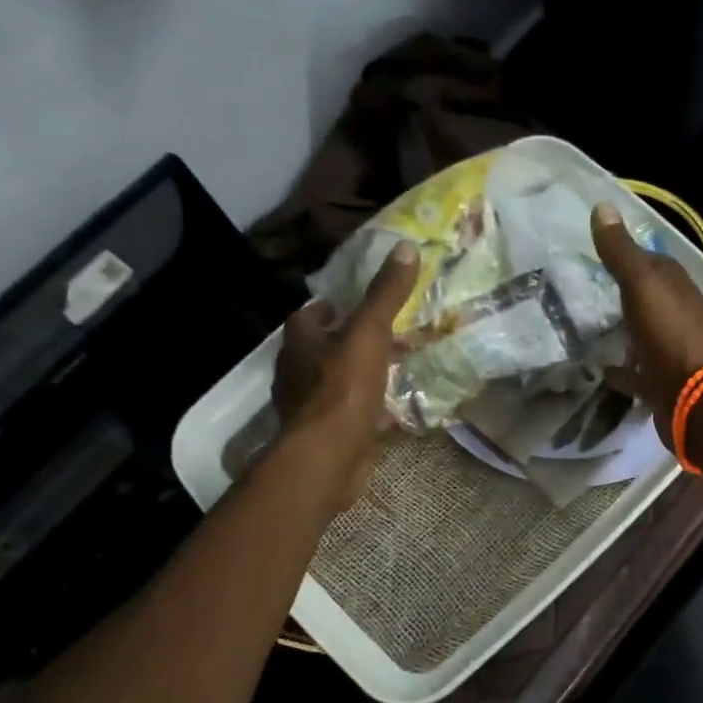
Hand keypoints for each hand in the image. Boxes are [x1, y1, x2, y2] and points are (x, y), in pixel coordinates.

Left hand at [275, 241, 418, 506]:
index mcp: (300, 340)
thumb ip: (386, 294)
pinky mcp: (323, 434)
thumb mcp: (370, 333)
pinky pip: (346, 412)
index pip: (310, 313)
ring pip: (334, 381)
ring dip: (357, 375)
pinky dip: (365, 408)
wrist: (328, 455)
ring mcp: (307, 405)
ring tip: (391, 370)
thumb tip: (405, 247)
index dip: (331, 307)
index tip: (356, 304)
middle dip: (347, 341)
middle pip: (322, 347)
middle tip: (382, 335)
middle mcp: (297, 369)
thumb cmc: (343, 388)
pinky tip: (389, 410)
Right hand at [590, 201, 702, 444]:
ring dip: (623, 331)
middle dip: (623, 295)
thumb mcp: (642, 287)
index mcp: (678, 288)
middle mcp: (679, 316)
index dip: (629, 255)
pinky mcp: (663, 383)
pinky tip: (600, 370)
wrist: (695, 401)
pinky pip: (638, 373)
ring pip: (644, 335)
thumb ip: (621, 252)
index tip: (598, 254)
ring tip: (588, 329)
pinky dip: (622, 370)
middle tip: (586, 293)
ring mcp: (673, 351)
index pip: (654, 263)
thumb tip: (603, 205)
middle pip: (650, 300)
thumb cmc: (669, 337)